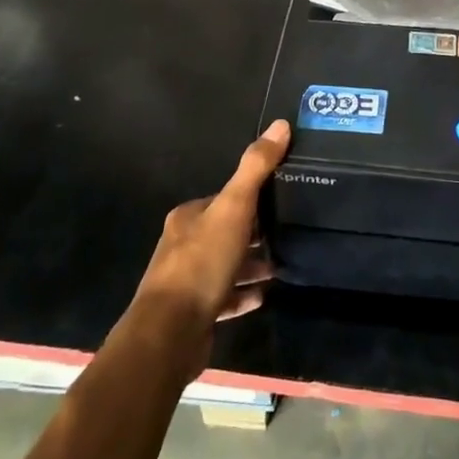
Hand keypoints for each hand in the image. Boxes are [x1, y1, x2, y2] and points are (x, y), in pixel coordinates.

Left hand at [128, 120, 287, 379]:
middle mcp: (183, 244)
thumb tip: (281, 124)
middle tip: (288, 231)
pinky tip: (265, 295)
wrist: (169, 333)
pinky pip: (225, 297)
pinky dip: (244, 294)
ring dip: (252, 264)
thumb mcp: (234, 208)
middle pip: (226, 230)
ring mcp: (187, 281)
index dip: (252, 198)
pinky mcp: (194, 312)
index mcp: (188, 217)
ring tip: (282, 264)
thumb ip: (256, 168)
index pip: (225, 198)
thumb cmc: (201, 263)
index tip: (281, 200)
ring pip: (226, 264)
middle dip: (255, 231)